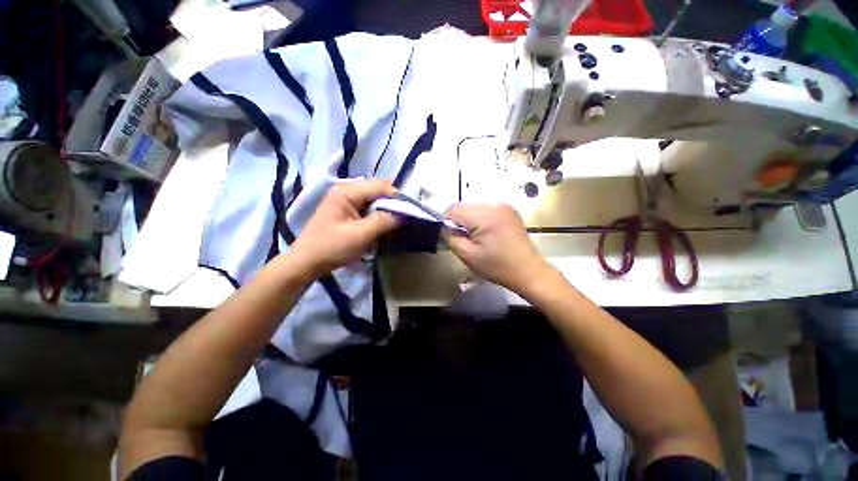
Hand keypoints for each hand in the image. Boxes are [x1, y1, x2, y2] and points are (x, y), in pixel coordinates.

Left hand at [291, 180, 397, 275]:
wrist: (306, 262)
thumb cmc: (332, 247)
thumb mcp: (360, 235)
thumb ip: (384, 221)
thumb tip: (405, 214)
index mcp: (348, 191)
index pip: (381, 186)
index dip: (398, 198)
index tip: (410, 213)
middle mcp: (347, 190)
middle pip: (378, 190)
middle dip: (393, 204)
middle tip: (404, 219)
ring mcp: (346, 199)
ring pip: (375, 199)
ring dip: (386, 210)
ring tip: (395, 223)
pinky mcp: (347, 210)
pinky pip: (369, 207)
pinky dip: (378, 215)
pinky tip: (382, 225)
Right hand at [444, 203, 555, 293]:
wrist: (528, 271)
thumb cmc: (497, 267)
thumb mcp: (467, 256)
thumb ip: (450, 237)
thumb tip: (443, 227)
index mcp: (485, 215)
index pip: (453, 209)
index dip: (447, 222)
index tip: (451, 237)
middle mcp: (494, 204)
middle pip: (464, 206)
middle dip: (459, 221)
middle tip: (464, 240)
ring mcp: (504, 206)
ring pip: (473, 207)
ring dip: (469, 220)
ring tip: (477, 238)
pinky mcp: (509, 210)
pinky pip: (485, 210)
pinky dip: (480, 219)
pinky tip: (487, 234)